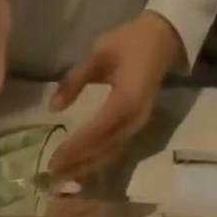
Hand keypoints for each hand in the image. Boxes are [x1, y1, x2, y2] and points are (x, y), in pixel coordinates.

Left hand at [48, 11, 182, 179]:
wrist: (163, 38)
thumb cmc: (131, 41)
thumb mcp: (100, 52)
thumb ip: (75, 79)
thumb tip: (53, 107)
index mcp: (125, 100)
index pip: (95, 132)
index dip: (74, 148)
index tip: (54, 160)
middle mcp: (132, 121)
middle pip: (100, 151)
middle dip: (76, 165)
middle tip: (53, 176)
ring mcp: (136, 128)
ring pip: (107, 156)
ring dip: (84, 169)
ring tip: (62, 178)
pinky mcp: (135, 130)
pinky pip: (113, 152)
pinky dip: (95, 163)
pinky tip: (80, 170)